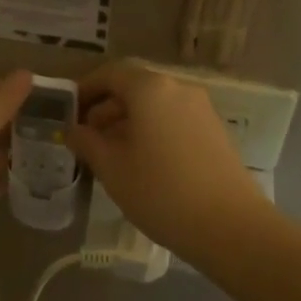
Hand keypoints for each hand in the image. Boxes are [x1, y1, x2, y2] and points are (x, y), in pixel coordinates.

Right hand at [67, 62, 269, 250]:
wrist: (231, 227)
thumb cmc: (161, 191)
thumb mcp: (111, 168)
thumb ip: (86, 142)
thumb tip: (73, 130)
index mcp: (150, 88)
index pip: (110, 74)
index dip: (86, 89)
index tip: (69, 113)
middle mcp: (178, 89)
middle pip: (133, 88)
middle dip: (105, 110)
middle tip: (85, 139)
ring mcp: (201, 109)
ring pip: (154, 106)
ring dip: (128, 123)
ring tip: (110, 156)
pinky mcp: (214, 132)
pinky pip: (173, 120)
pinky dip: (152, 132)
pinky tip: (142, 164)